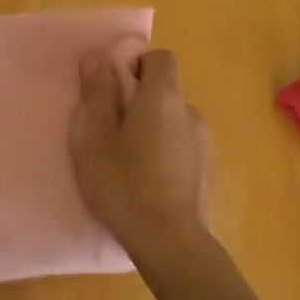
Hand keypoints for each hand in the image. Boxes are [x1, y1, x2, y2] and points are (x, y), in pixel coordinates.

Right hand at [69, 48, 209, 270]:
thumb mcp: (93, 137)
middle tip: (109, 129)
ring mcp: (203, 141)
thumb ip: (96, 93)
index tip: (111, 89)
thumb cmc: (124, 183)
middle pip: (164, 88)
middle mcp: (190, 111)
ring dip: (150, 127)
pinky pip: (180, 144)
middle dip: (137, 99)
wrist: (169, 241)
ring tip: (126, 159)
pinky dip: (163, 150)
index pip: (158, 58)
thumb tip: (97, 57)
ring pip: (171, 118)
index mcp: (163, 96)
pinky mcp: (206, 169)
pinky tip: (146, 179)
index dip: (134, 65)